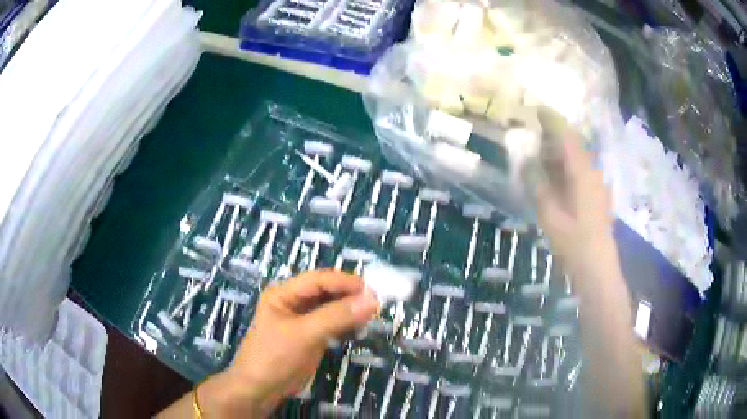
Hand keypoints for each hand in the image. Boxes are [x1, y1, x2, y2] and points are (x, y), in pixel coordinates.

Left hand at [197, 270, 379, 416]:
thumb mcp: (304, 334)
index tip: (370, 289)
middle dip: (349, 294)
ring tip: (372, 312)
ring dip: (349, 308)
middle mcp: (293, 302)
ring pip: (330, 307)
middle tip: (375, 301)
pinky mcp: (310, 336)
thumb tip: (372, 300)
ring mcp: (302, 320)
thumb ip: (336, 316)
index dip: (343, 282)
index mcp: (283, 293)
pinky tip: (360, 324)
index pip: (317, 279)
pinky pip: (331, 323)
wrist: (261, 388)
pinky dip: (346, 323)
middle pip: (325, 291)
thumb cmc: (275, 356)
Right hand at [537, 109, 614, 279]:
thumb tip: (527, 164)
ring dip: (561, 151)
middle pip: (575, 144)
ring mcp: (597, 183)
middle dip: (555, 135)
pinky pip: (582, 170)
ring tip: (542, 153)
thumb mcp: (550, 215)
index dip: (553, 120)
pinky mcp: (597, 194)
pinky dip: (568, 166)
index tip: (538, 109)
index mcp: (582, 173)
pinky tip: (557, 175)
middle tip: (535, 133)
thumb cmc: (574, 242)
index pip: (567, 137)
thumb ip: (539, 186)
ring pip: (579, 157)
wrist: (597, 266)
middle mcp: (593, 172)